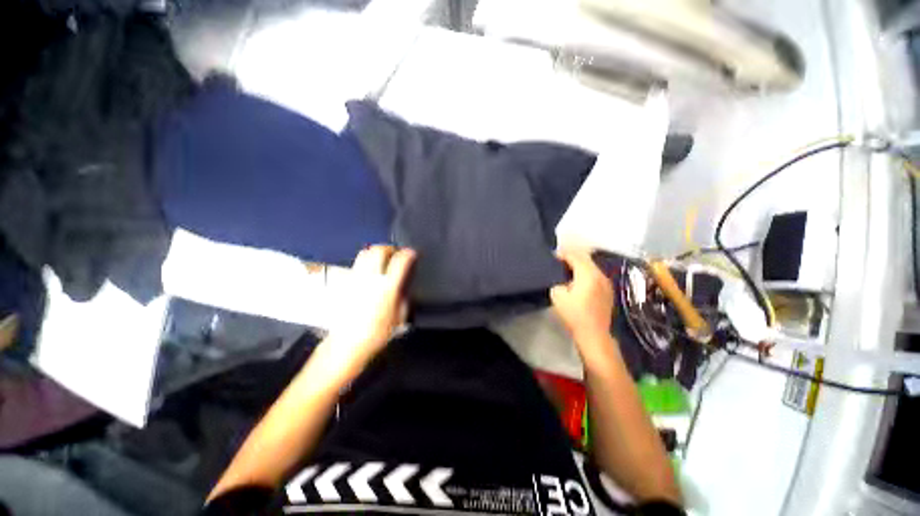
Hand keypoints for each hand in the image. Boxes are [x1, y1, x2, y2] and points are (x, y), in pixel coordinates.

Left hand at [322, 245, 415, 378]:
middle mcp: (371, 278)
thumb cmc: (377, 334)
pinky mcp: (346, 283)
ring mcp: (356, 279)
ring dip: (376, 252)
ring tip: (383, 258)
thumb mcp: (399, 318)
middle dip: (389, 248)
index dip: (407, 254)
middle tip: (396, 253)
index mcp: (387, 287)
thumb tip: (403, 286)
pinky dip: (366, 262)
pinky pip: (357, 265)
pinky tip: (370, 271)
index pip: (399, 261)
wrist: (347, 345)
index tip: (412, 253)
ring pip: (365, 254)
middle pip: (378, 251)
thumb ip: (403, 298)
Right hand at [551, 247, 614, 356]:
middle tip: (559, 260)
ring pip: (592, 266)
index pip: (575, 256)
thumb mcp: (557, 295)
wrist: (594, 334)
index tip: (553, 256)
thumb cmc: (574, 314)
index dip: (563, 254)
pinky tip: (578, 279)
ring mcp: (606, 283)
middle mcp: (600, 275)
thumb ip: (557, 281)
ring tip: (567, 269)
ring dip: (579, 265)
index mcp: (588, 274)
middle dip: (572, 257)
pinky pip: (595, 275)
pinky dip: (586, 273)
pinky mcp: (608, 291)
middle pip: (585, 259)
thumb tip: (561, 278)